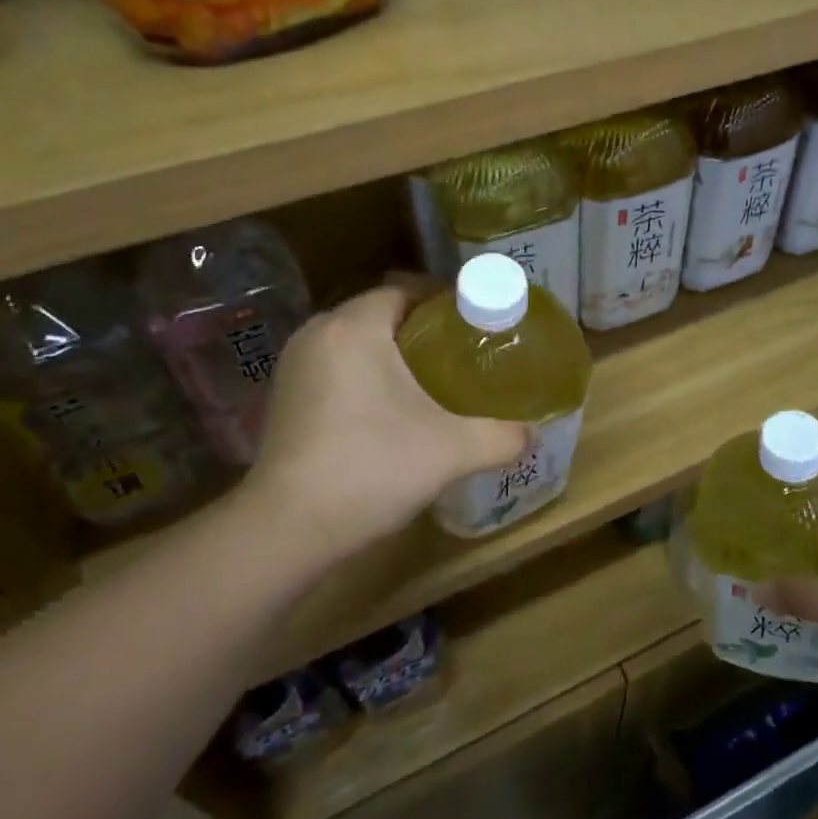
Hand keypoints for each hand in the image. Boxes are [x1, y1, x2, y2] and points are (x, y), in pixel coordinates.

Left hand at [237, 284, 529, 566]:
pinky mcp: (285, 398)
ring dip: (392, 352)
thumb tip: (532, 434)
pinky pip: (336, 367)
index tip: (478, 323)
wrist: (289, 528)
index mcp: (355, 328)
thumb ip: (502, 436)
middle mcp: (318, 334)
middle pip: (380, 313)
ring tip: (433, 379)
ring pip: (355, 341)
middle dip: (422, 328)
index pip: (404, 290)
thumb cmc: (373, 469)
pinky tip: (391, 409)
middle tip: (463, 352)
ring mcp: (294, 367)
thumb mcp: (452, 450)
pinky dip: (365, 374)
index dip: (444, 301)